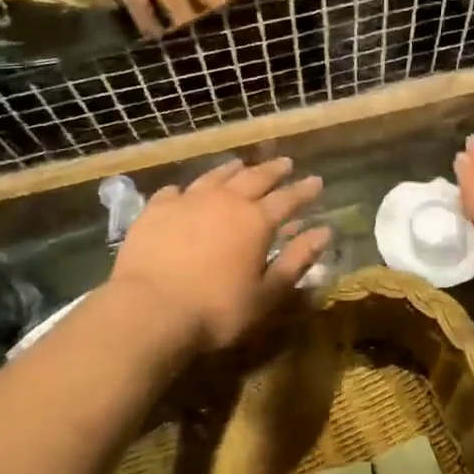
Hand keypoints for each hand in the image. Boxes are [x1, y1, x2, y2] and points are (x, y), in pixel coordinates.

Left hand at [109, 158, 329, 353]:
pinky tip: (185, 191)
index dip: (304, 191)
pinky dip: (187, 189)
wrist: (149, 309)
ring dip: (232, 169)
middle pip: (254, 178)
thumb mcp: (266, 293)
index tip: (317, 181)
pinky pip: (175, 191)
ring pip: (216, 176)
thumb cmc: (216, 310)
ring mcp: (188, 201)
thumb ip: (296, 260)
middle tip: (286, 163)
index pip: (288, 199)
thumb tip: (325, 232)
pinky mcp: (156, 210)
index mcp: (256, 221)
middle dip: (273, 170)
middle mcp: (225, 201)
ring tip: (241, 164)